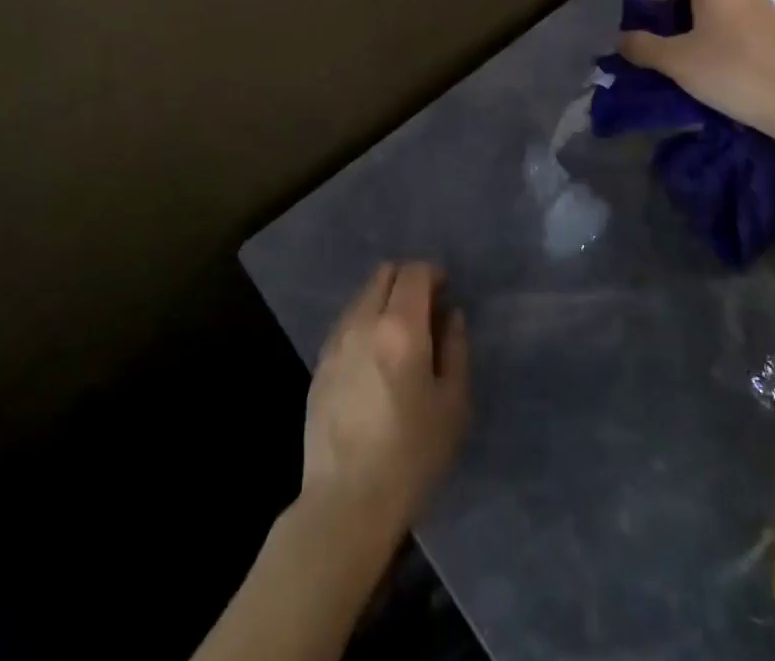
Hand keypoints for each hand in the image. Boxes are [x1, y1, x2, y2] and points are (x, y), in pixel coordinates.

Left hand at [301, 262, 469, 548]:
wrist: (346, 502)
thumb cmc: (411, 456)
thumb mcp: (453, 405)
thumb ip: (456, 350)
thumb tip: (451, 315)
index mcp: (400, 327)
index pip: (414, 272)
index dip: (433, 274)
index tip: (446, 292)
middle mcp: (363, 322)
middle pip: (384, 274)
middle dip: (408, 280)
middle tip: (426, 309)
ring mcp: (336, 341)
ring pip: (362, 295)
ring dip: (384, 299)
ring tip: (400, 335)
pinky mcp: (319, 364)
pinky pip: (346, 323)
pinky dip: (364, 322)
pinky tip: (374, 358)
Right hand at [617, 0, 774, 145]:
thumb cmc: (731, 72)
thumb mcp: (675, 62)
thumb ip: (642, 46)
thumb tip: (620, 38)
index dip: (663, 4)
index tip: (655, 33)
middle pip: (706, 0)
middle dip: (687, 22)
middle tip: (674, 54)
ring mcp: (772, 14)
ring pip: (730, 19)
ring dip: (714, 37)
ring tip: (703, 69)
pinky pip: (752, 36)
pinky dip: (738, 49)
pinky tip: (734, 77)